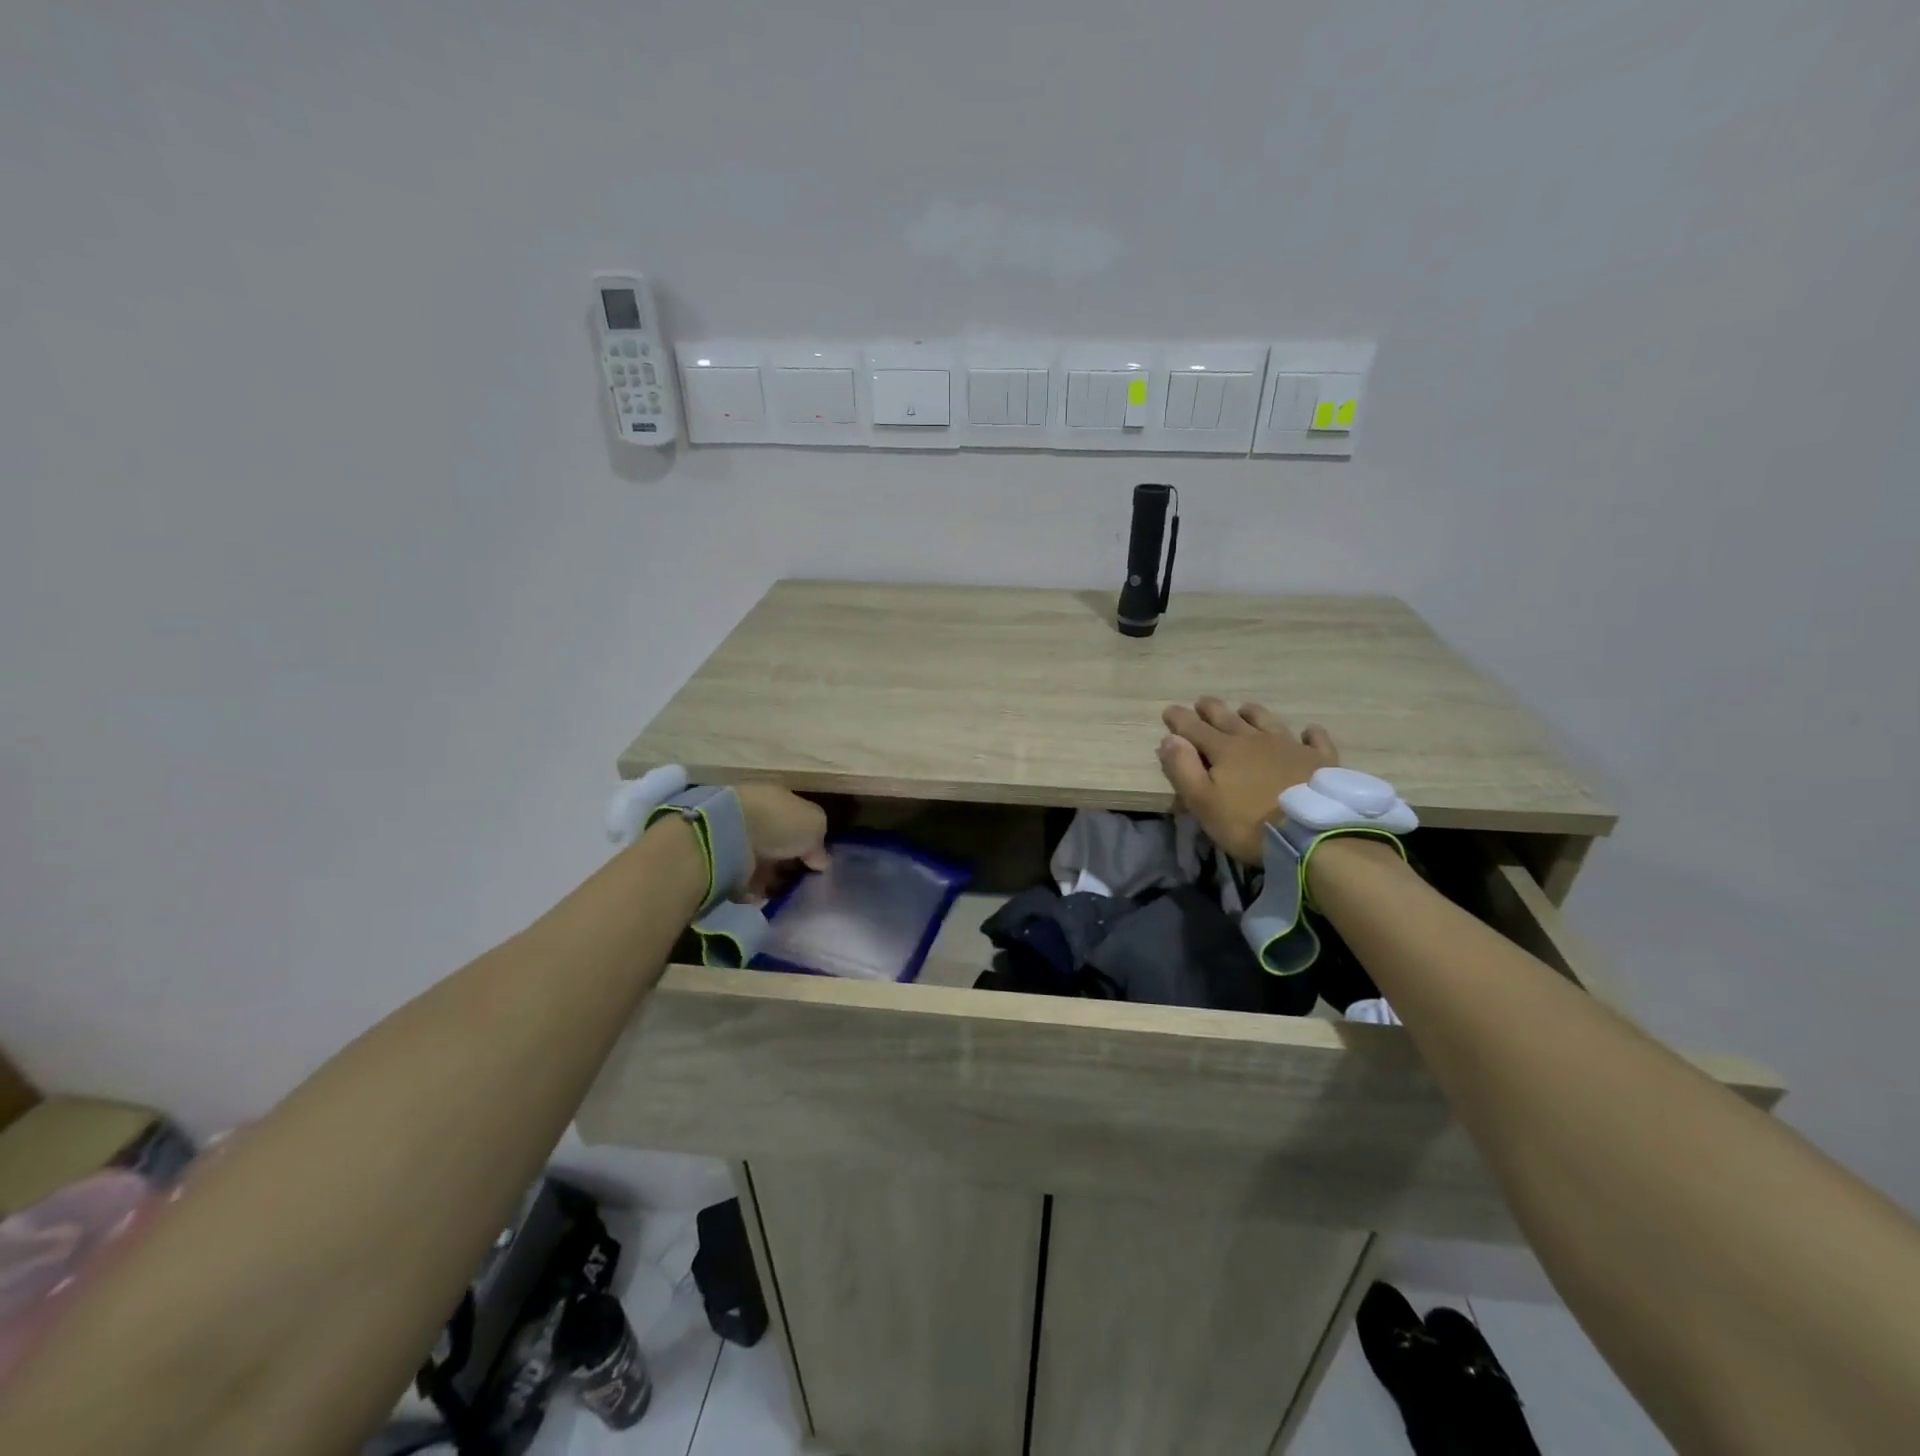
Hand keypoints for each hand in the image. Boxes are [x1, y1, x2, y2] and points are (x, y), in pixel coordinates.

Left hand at [733, 784, 829, 899]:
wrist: (730, 832)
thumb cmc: (778, 821)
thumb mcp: (814, 824)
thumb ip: (820, 843)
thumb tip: (820, 861)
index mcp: (780, 802)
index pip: (797, 823)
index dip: (810, 843)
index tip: (818, 864)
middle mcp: (759, 819)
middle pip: (781, 846)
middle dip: (791, 865)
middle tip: (805, 884)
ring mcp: (740, 843)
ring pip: (764, 866)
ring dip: (775, 881)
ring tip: (788, 896)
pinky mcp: (725, 867)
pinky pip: (746, 884)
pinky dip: (757, 893)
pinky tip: (768, 899)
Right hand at [1157, 698, 1338, 864]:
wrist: (1310, 833)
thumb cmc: (1247, 823)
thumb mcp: (1203, 802)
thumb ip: (1183, 769)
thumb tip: (1169, 739)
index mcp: (1224, 750)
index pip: (1195, 729)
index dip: (1180, 719)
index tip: (1169, 710)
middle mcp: (1255, 740)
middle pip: (1229, 719)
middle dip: (1212, 709)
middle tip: (1202, 702)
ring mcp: (1290, 747)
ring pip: (1267, 722)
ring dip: (1252, 713)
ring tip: (1245, 708)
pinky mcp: (1319, 760)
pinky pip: (1315, 740)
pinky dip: (1310, 733)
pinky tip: (1308, 730)